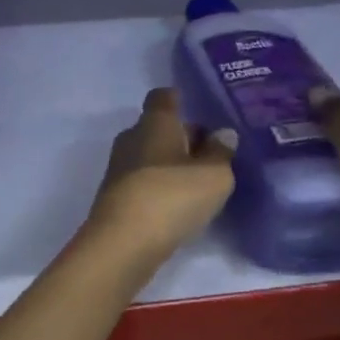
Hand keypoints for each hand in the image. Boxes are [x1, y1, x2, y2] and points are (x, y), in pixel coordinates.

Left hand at [82, 88, 236, 273]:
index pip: (163, 96)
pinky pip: (143, 179)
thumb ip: (221, 152)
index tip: (199, 109)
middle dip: (183, 136)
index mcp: (154, 122)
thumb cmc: (171, 196)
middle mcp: (132, 137)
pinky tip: (179, 203)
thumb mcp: (213, 175)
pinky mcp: (116, 195)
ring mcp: (119, 166)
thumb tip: (223, 133)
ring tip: (201, 180)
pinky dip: (161, 184)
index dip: (179, 98)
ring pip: (151, 154)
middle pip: (158, 126)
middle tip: (213, 153)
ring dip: (172, 163)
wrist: (123, 243)